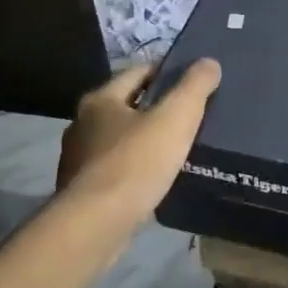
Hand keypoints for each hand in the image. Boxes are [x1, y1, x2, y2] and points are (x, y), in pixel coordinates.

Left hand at [57, 60, 220, 220]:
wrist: (95, 224)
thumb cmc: (136, 163)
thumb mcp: (176, 118)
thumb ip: (194, 87)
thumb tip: (208, 62)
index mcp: (100, 99)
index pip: (139, 72)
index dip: (168, 72)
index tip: (194, 82)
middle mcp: (82, 124)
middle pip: (127, 105)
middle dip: (156, 108)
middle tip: (190, 117)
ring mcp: (78, 159)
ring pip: (120, 140)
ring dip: (144, 141)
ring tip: (177, 150)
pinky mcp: (81, 190)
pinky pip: (115, 169)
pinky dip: (135, 169)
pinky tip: (155, 180)